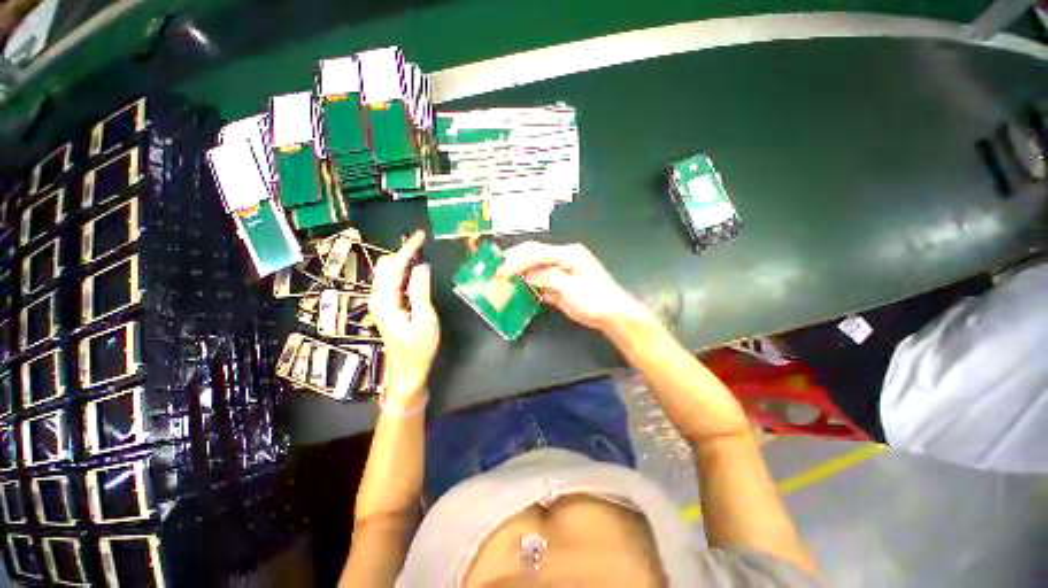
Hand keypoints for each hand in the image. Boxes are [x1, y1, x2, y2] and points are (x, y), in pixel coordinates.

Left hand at [369, 231, 439, 402]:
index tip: (422, 235)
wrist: (407, 371)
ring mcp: (380, 303)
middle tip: (424, 246)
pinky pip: (392, 282)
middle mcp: (377, 298)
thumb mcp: (425, 318)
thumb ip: (421, 291)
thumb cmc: (419, 348)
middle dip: (403, 252)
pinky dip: (403, 272)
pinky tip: (416, 272)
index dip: (408, 249)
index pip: (394, 266)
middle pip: (385, 266)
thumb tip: (422, 266)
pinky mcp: (386, 307)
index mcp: (385, 300)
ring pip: (387, 273)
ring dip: (403, 261)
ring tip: (422, 255)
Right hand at [497, 242, 648, 331]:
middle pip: (533, 257)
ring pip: (534, 269)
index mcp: (568, 254)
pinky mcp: (559, 285)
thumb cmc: (596, 299)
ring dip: (518, 274)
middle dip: (514, 263)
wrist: (612, 315)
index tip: (499, 269)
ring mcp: (560, 272)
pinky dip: (527, 286)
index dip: (516, 259)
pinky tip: (516, 290)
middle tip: (495, 272)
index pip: (536, 252)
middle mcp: (563, 259)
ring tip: (501, 280)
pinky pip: (539, 282)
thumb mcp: (572, 288)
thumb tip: (525, 276)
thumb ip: (547, 278)